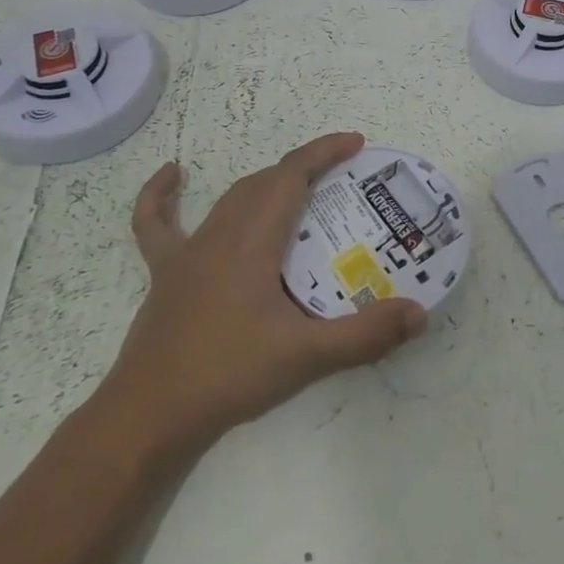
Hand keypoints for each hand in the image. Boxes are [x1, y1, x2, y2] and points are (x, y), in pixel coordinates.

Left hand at [94, 134, 425, 467]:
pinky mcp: (165, 275)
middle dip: (305, 169)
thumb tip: (418, 314)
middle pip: (266, 182)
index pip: (292, 175)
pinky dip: (162, 196)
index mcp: (253, 240)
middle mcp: (220, 234)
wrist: (145, 419)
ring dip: (267, 184)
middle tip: (342, 179)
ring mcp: (187, 253)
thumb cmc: (227, 377)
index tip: (357, 144)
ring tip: (298, 189)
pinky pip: (158, 224)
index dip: (324, 152)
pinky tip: (172, 175)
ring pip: (232, 198)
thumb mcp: (304, 357)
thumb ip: (364, 335)